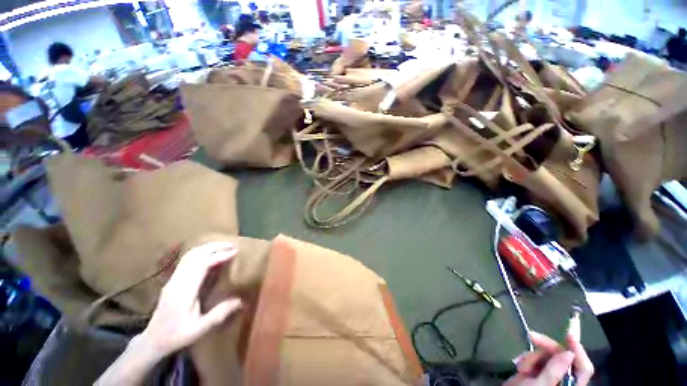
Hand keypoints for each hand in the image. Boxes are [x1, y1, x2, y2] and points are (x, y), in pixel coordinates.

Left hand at [137, 242, 241, 357]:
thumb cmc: (176, 336)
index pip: (201, 265)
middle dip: (215, 247)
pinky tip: (210, 254)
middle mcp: (177, 281)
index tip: (235, 251)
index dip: (219, 256)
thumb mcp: (199, 329)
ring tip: (224, 246)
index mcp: (183, 292)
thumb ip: (219, 314)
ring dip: (207, 248)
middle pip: (194, 255)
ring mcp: (173, 279)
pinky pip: (187, 260)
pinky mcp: (173, 280)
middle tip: (233, 244)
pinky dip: (201, 252)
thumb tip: (241, 300)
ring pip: (189, 255)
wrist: (152, 340)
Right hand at [504, 331, 593, 385]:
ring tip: (521, 365)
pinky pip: (536, 360)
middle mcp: (563, 380)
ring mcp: (549, 377)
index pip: (583, 367)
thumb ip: (554, 371)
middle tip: (531, 336)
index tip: (567, 334)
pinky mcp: (537, 375)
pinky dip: (527, 359)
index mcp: (570, 385)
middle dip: (546, 347)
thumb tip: (568, 352)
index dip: (578, 350)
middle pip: (563, 357)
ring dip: (533, 356)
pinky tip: (519, 366)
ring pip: (547, 356)